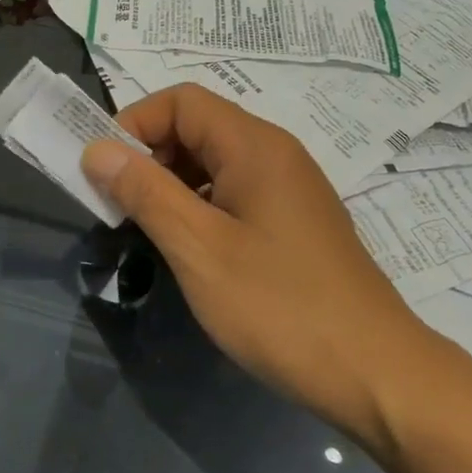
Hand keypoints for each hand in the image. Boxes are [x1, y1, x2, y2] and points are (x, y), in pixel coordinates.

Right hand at [81, 84, 442, 445]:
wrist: (373, 371)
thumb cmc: (279, 306)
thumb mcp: (199, 248)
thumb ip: (145, 193)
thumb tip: (97, 149)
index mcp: (254, 146)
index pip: (181, 101)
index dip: (134, 124)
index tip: (104, 173)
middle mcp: (275, 154)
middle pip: (198, 128)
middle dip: (150, 157)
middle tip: (119, 208)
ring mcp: (289, 190)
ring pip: (215, 165)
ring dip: (172, 186)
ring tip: (147, 231)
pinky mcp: (294, 224)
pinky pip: (235, 195)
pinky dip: (200, 209)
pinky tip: (189, 250)